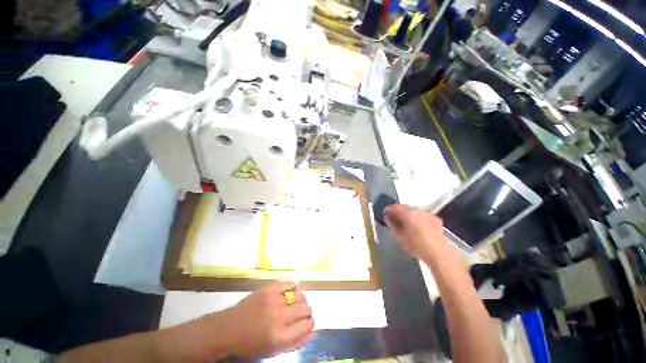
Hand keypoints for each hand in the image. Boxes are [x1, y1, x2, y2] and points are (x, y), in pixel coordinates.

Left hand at [219, 281, 314, 358]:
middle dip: (306, 312)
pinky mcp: (269, 287)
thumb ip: (295, 343)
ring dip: (301, 300)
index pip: (307, 325)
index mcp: (280, 336)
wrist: (228, 329)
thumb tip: (313, 332)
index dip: (310, 323)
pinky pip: (291, 283)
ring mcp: (274, 299)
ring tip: (295, 304)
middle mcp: (279, 316)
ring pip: (300, 295)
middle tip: (300, 314)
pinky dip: (294, 288)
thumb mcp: (273, 351)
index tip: (307, 323)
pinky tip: (290, 293)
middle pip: (306, 308)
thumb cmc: (250, 344)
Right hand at [385, 205, 447, 260]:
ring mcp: (428, 214)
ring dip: (408, 215)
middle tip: (394, 219)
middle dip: (399, 212)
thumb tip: (389, 218)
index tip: (385, 214)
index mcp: (408, 213)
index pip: (394, 207)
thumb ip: (393, 225)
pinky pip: (422, 215)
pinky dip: (418, 218)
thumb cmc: (417, 246)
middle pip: (405, 207)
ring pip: (414, 211)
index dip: (388, 210)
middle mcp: (418, 210)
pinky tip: (418, 227)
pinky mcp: (435, 219)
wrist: (440, 253)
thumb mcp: (400, 237)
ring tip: (406, 223)